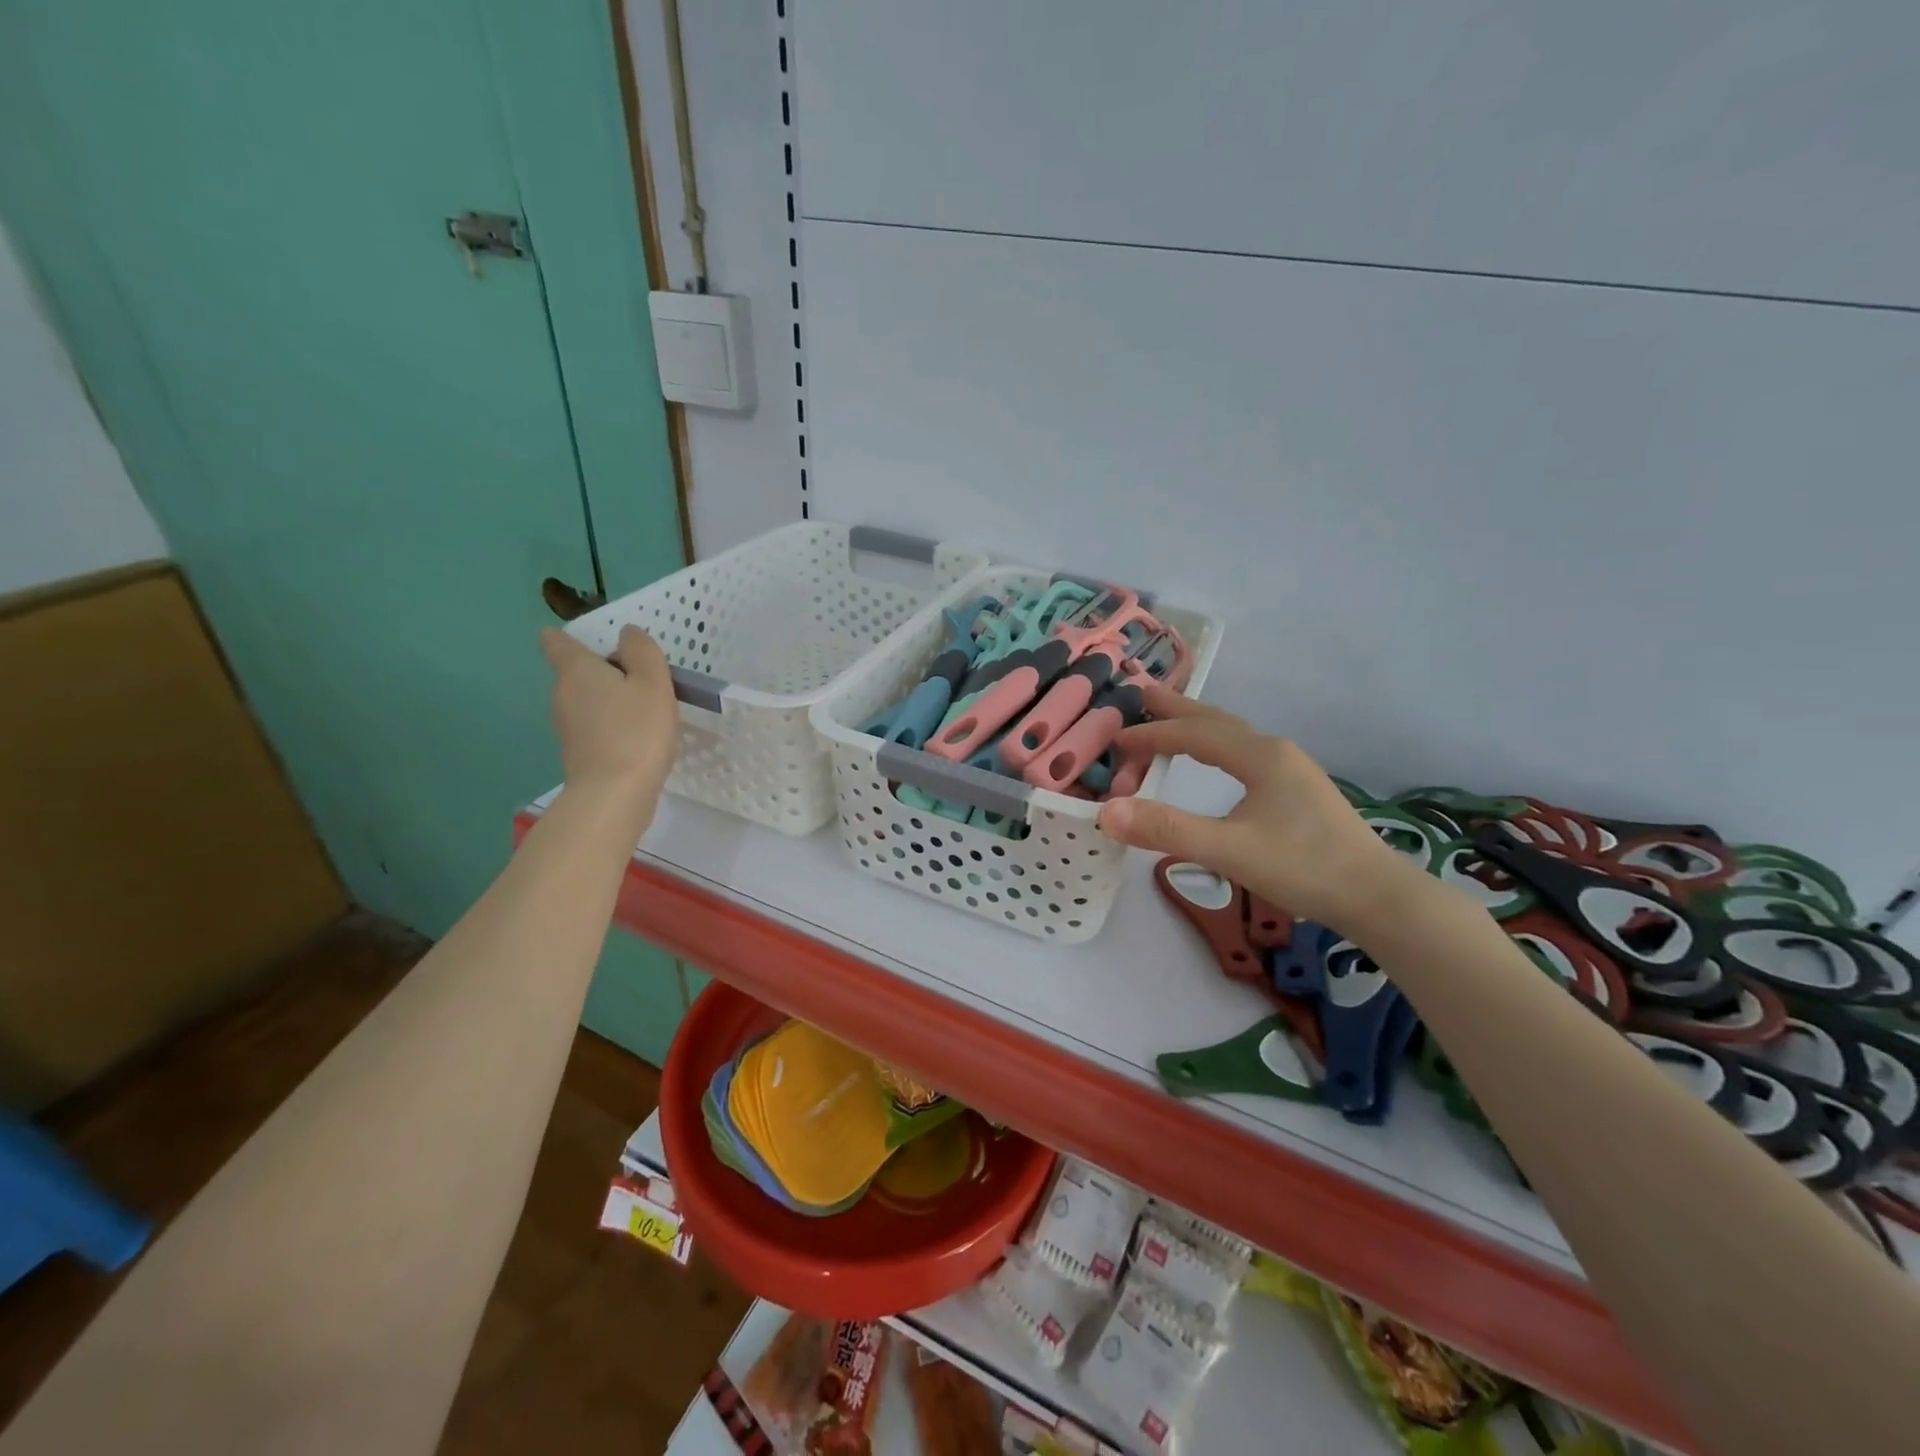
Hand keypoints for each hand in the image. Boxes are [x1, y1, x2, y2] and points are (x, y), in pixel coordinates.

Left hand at [540, 626, 679, 828]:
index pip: (556, 643)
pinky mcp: (578, 754)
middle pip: (576, 672)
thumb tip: (627, 633)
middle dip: (602, 670)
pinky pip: (593, 727)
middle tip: (640, 676)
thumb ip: (642, 652)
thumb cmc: (637, 731)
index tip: (585, 639)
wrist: (614, 795)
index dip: (566, 637)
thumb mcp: (653, 683)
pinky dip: (611, 725)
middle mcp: (563, 695)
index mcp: (577, 671)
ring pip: (586, 701)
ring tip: (644, 707)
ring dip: (609, 699)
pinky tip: (637, 736)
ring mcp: (566, 727)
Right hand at [1096, 684, 1406, 931]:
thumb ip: (1167, 829)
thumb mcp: (1230, 850)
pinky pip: (1243, 754)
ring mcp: (1290, 771)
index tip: (1115, 742)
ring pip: (1232, 737)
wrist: (1378, 898)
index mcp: (1259, 756)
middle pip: (1215, 721)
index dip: (1150, 735)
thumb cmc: (1304, 868)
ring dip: (1195, 727)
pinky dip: (1214, 747)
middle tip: (1140, 694)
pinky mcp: (1297, 792)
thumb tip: (1106, 812)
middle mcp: (1274, 752)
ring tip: (1168, 722)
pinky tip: (1215, 763)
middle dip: (1175, 709)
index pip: (1192, 734)